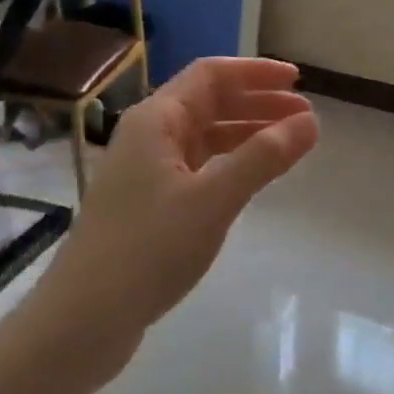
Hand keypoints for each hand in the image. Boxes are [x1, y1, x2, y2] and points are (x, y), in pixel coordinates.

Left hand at [39, 58, 317, 361]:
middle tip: (305, 118)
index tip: (298, 82)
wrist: (82, 321)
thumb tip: (312, 121)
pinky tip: (253, 177)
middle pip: (210, 102)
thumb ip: (264, 157)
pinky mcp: (149, 203)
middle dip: (258, 103)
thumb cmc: (148, 248)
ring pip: (205, 135)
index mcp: (156, 120)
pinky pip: (199, 165)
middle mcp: (149, 135)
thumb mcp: (214, 199)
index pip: (211, 74)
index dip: (256, 72)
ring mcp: (146, 170)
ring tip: (290, 145)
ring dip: (247, 133)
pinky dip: (231, 162)